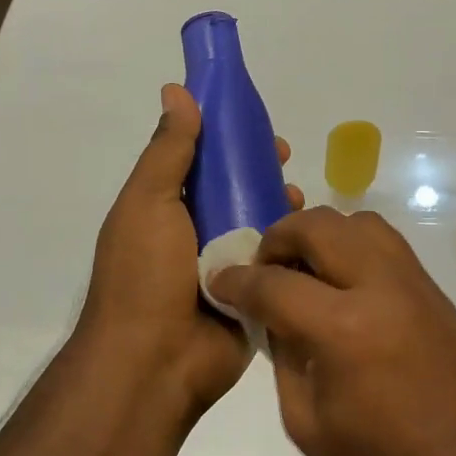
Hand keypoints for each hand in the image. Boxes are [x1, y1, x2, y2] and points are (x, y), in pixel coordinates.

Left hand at [79, 84, 301, 419]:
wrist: (153, 365)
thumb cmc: (144, 275)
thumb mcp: (148, 202)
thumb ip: (168, 150)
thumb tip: (176, 91)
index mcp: (165, 208)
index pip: (201, 161)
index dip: (227, 138)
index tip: (256, 125)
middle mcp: (194, 233)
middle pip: (236, 189)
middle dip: (262, 171)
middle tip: (287, 161)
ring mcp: (224, 266)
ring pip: (260, 223)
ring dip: (281, 207)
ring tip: (300, 201)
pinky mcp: (252, 295)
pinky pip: (276, 263)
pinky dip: (292, 248)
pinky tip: (312, 237)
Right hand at [208, 208, 455, 455]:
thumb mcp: (309, 425)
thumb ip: (284, 356)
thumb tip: (272, 316)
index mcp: (343, 328)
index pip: (274, 282)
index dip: (236, 280)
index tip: (218, 280)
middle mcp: (381, 286)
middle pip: (319, 226)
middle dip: (278, 238)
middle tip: (263, 268)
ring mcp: (414, 282)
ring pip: (358, 221)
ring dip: (321, 234)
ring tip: (304, 268)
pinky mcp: (434, 290)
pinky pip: (386, 242)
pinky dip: (354, 245)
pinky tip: (342, 282)